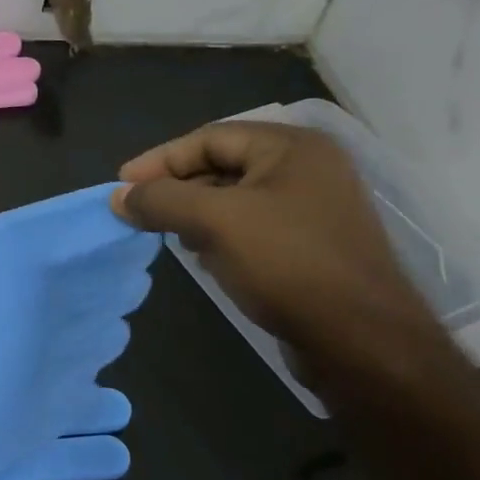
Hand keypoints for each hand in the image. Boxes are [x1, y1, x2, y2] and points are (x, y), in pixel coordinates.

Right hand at [111, 122, 436, 362]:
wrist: (361, 341)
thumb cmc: (287, 264)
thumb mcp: (215, 222)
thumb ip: (161, 200)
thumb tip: (119, 197)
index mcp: (293, 147)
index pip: (209, 138)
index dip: (160, 160)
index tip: (122, 187)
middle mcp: (308, 168)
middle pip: (222, 165)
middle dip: (177, 188)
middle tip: (141, 212)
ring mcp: (314, 208)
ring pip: (235, 198)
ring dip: (195, 213)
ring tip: (167, 234)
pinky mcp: (312, 245)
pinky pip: (252, 226)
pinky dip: (220, 235)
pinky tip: (204, 257)